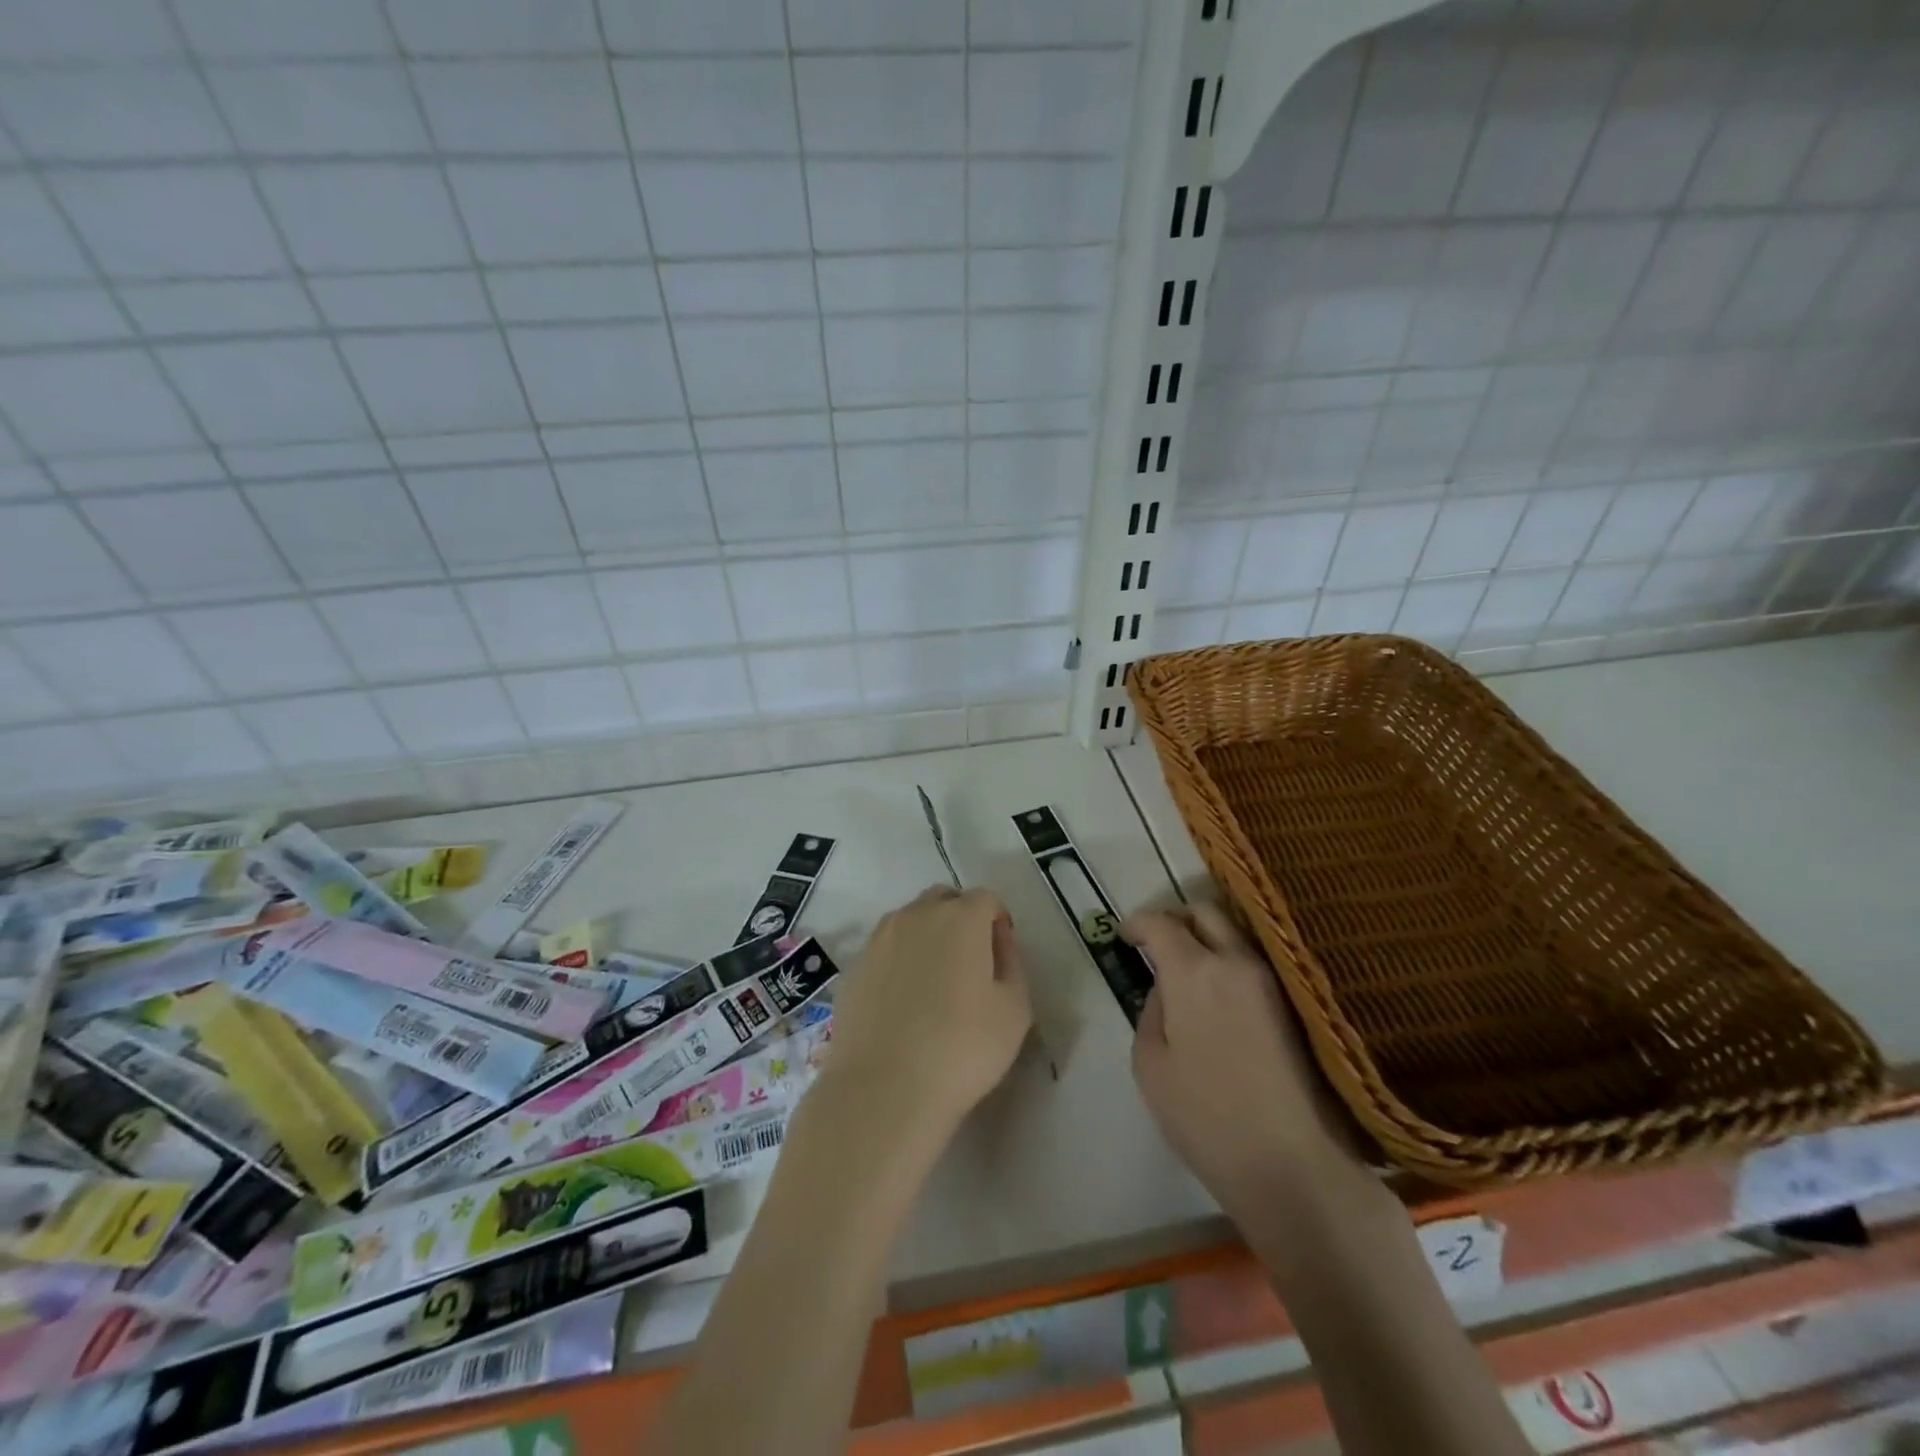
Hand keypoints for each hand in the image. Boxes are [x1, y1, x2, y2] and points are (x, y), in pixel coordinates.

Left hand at [824, 886, 1031, 1139]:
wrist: (884, 1088)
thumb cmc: (962, 1049)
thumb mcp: (1015, 1010)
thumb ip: (1011, 964)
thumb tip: (996, 942)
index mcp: (961, 917)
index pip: (986, 900)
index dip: (997, 923)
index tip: (1000, 958)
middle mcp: (917, 915)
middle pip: (944, 901)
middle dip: (961, 921)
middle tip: (969, 965)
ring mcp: (879, 938)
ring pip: (911, 921)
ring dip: (927, 937)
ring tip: (934, 984)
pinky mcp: (855, 966)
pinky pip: (885, 949)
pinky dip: (899, 961)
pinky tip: (903, 1002)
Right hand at [1126, 905, 1367, 1221]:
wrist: (1293, 1165)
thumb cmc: (1207, 1117)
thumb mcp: (1151, 1064)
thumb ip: (1152, 1010)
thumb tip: (1166, 989)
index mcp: (1194, 971)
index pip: (1161, 922)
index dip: (1137, 923)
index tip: (1125, 937)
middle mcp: (1237, 961)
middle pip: (1206, 911)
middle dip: (1176, 919)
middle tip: (1158, 944)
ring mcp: (1271, 980)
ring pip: (1235, 933)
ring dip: (1207, 938)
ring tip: (1188, 969)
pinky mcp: (1294, 1003)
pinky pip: (1253, 961)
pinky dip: (1229, 960)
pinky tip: (1218, 992)